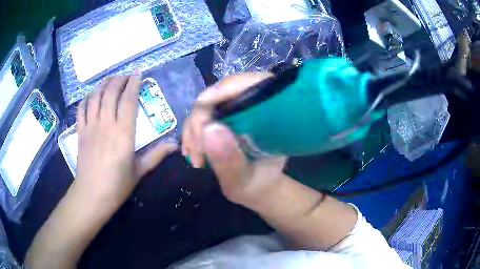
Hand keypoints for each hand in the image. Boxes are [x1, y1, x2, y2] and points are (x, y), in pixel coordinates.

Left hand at [74, 76, 177, 208]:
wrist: (92, 195)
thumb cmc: (117, 185)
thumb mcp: (139, 171)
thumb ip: (157, 155)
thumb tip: (176, 145)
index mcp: (123, 133)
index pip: (129, 99)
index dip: (134, 83)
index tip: (138, 74)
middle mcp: (106, 124)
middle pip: (111, 92)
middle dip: (119, 79)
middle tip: (125, 76)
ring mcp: (91, 126)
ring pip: (96, 96)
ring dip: (103, 84)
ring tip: (110, 80)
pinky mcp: (80, 131)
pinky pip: (82, 108)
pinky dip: (87, 98)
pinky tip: (92, 96)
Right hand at [182, 73, 286, 204]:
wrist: (258, 189)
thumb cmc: (258, 186)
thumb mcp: (244, 181)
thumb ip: (230, 161)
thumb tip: (209, 128)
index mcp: (273, 115)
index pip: (253, 84)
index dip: (227, 88)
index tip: (203, 104)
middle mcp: (255, 107)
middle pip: (222, 93)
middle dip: (201, 119)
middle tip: (196, 152)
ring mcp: (238, 111)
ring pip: (208, 105)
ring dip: (194, 130)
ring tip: (194, 159)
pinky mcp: (224, 117)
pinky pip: (202, 116)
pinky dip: (193, 133)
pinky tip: (192, 152)